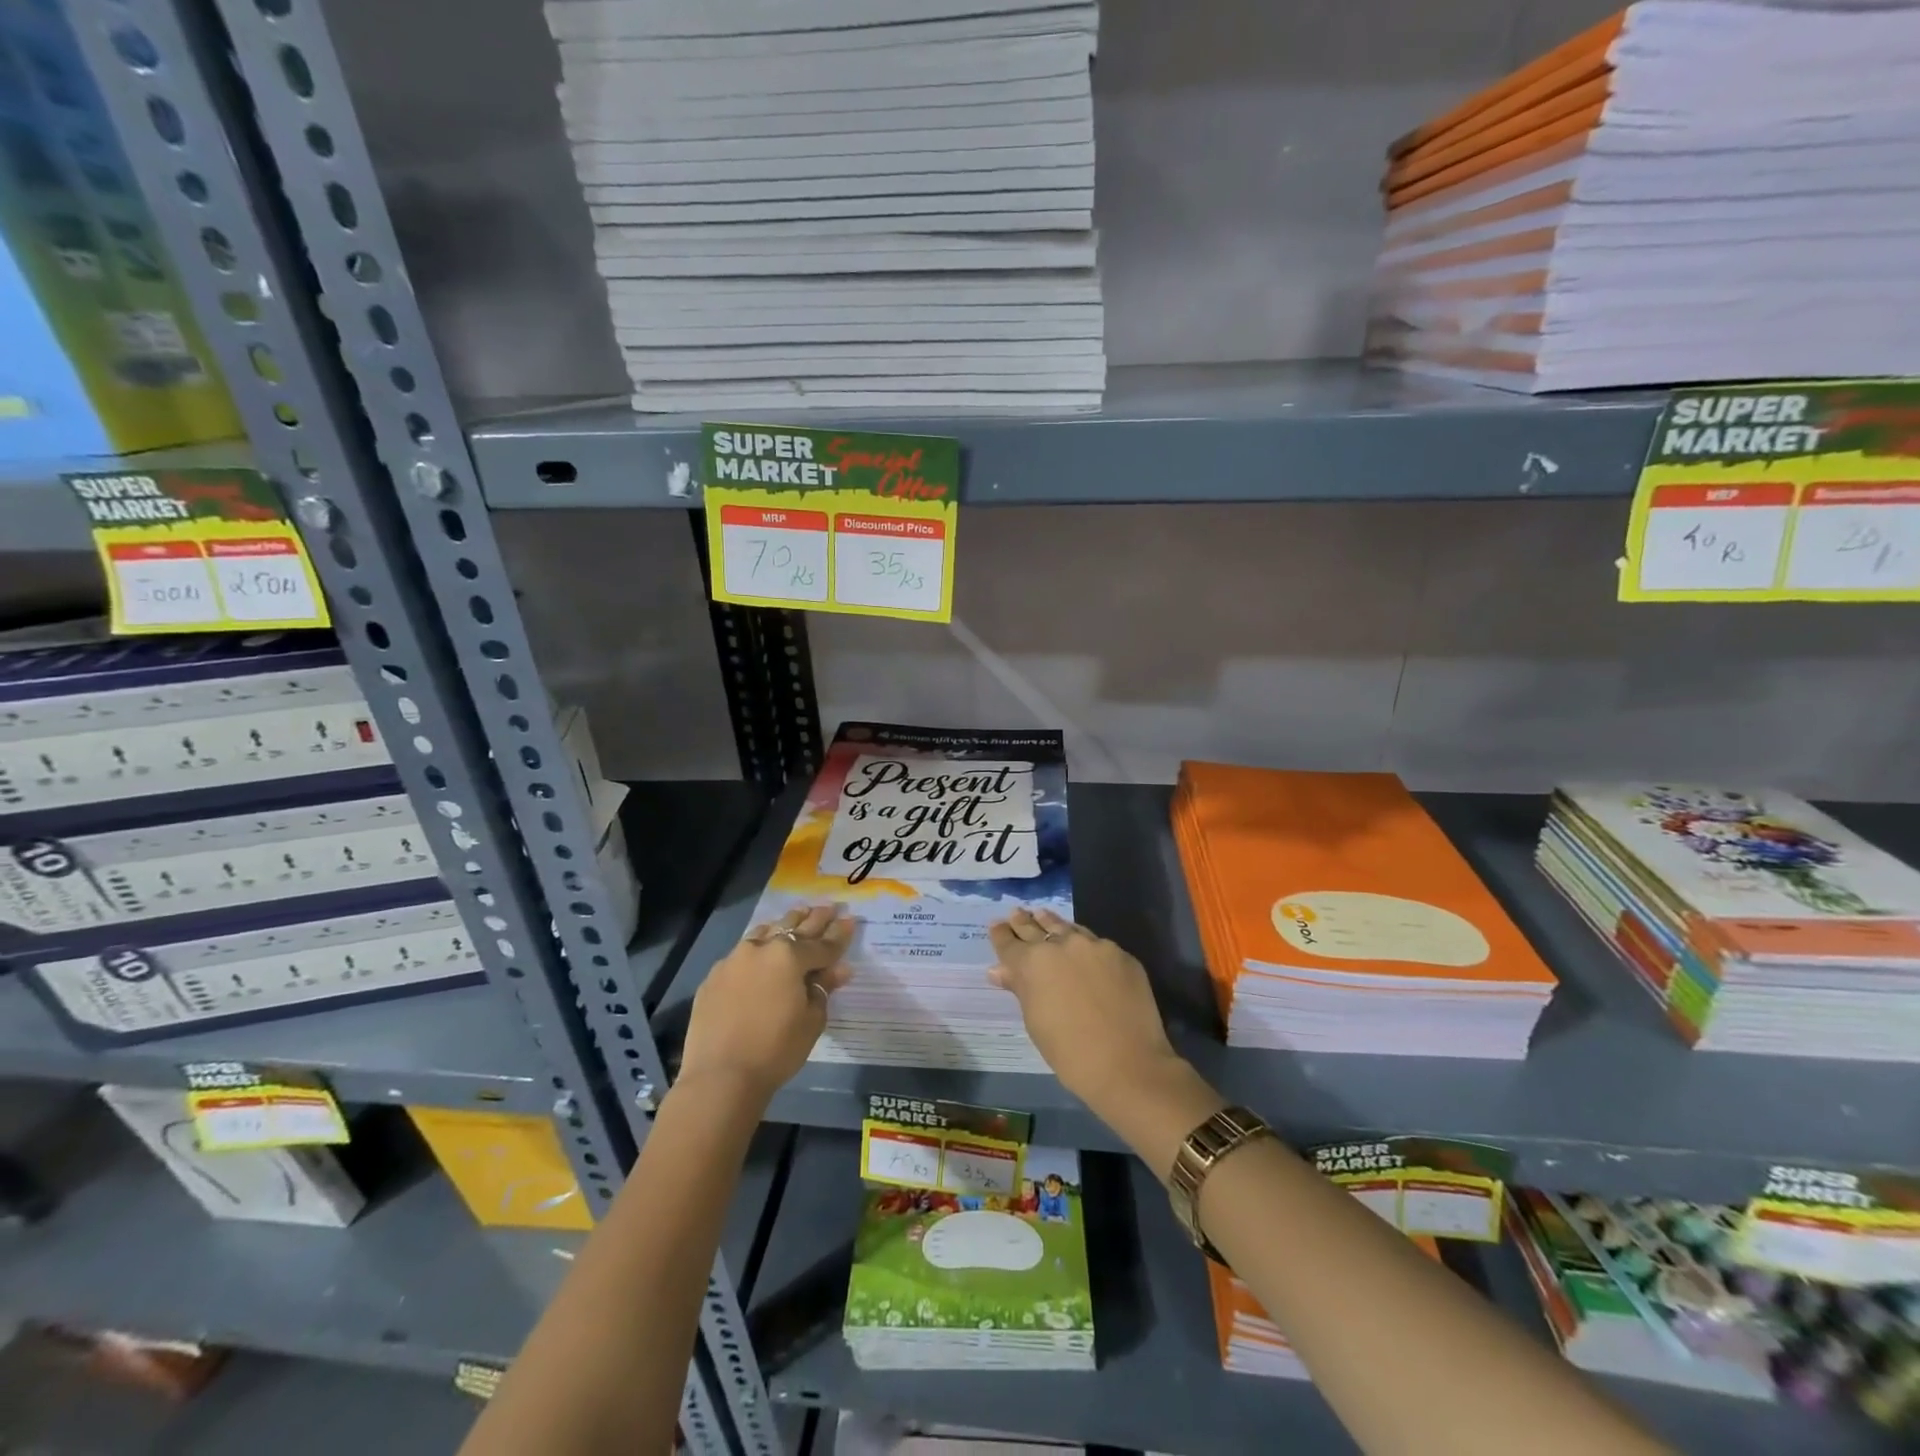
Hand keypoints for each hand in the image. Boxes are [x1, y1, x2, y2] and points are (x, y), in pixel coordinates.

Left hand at [679, 905, 852, 1103]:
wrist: (720, 1076)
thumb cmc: (776, 1050)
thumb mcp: (811, 1020)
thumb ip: (823, 989)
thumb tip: (839, 969)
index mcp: (790, 957)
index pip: (823, 943)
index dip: (840, 934)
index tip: (851, 919)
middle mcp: (762, 948)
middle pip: (794, 929)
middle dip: (814, 918)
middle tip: (829, 906)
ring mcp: (734, 960)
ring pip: (765, 932)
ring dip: (784, 924)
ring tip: (797, 915)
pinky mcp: (714, 976)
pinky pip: (742, 952)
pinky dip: (758, 946)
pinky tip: (761, 946)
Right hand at [988, 908, 1185, 1115]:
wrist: (1127, 1063)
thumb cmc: (1069, 1052)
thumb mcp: (1035, 1021)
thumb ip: (1020, 988)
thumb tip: (999, 970)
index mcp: (1032, 963)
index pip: (1009, 942)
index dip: (1001, 934)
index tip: (996, 925)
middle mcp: (1060, 944)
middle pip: (1036, 928)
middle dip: (1024, 922)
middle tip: (1016, 913)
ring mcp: (1093, 945)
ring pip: (1066, 927)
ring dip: (1052, 923)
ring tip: (1042, 915)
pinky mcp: (1120, 953)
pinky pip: (1095, 943)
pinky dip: (1083, 942)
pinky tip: (1081, 945)